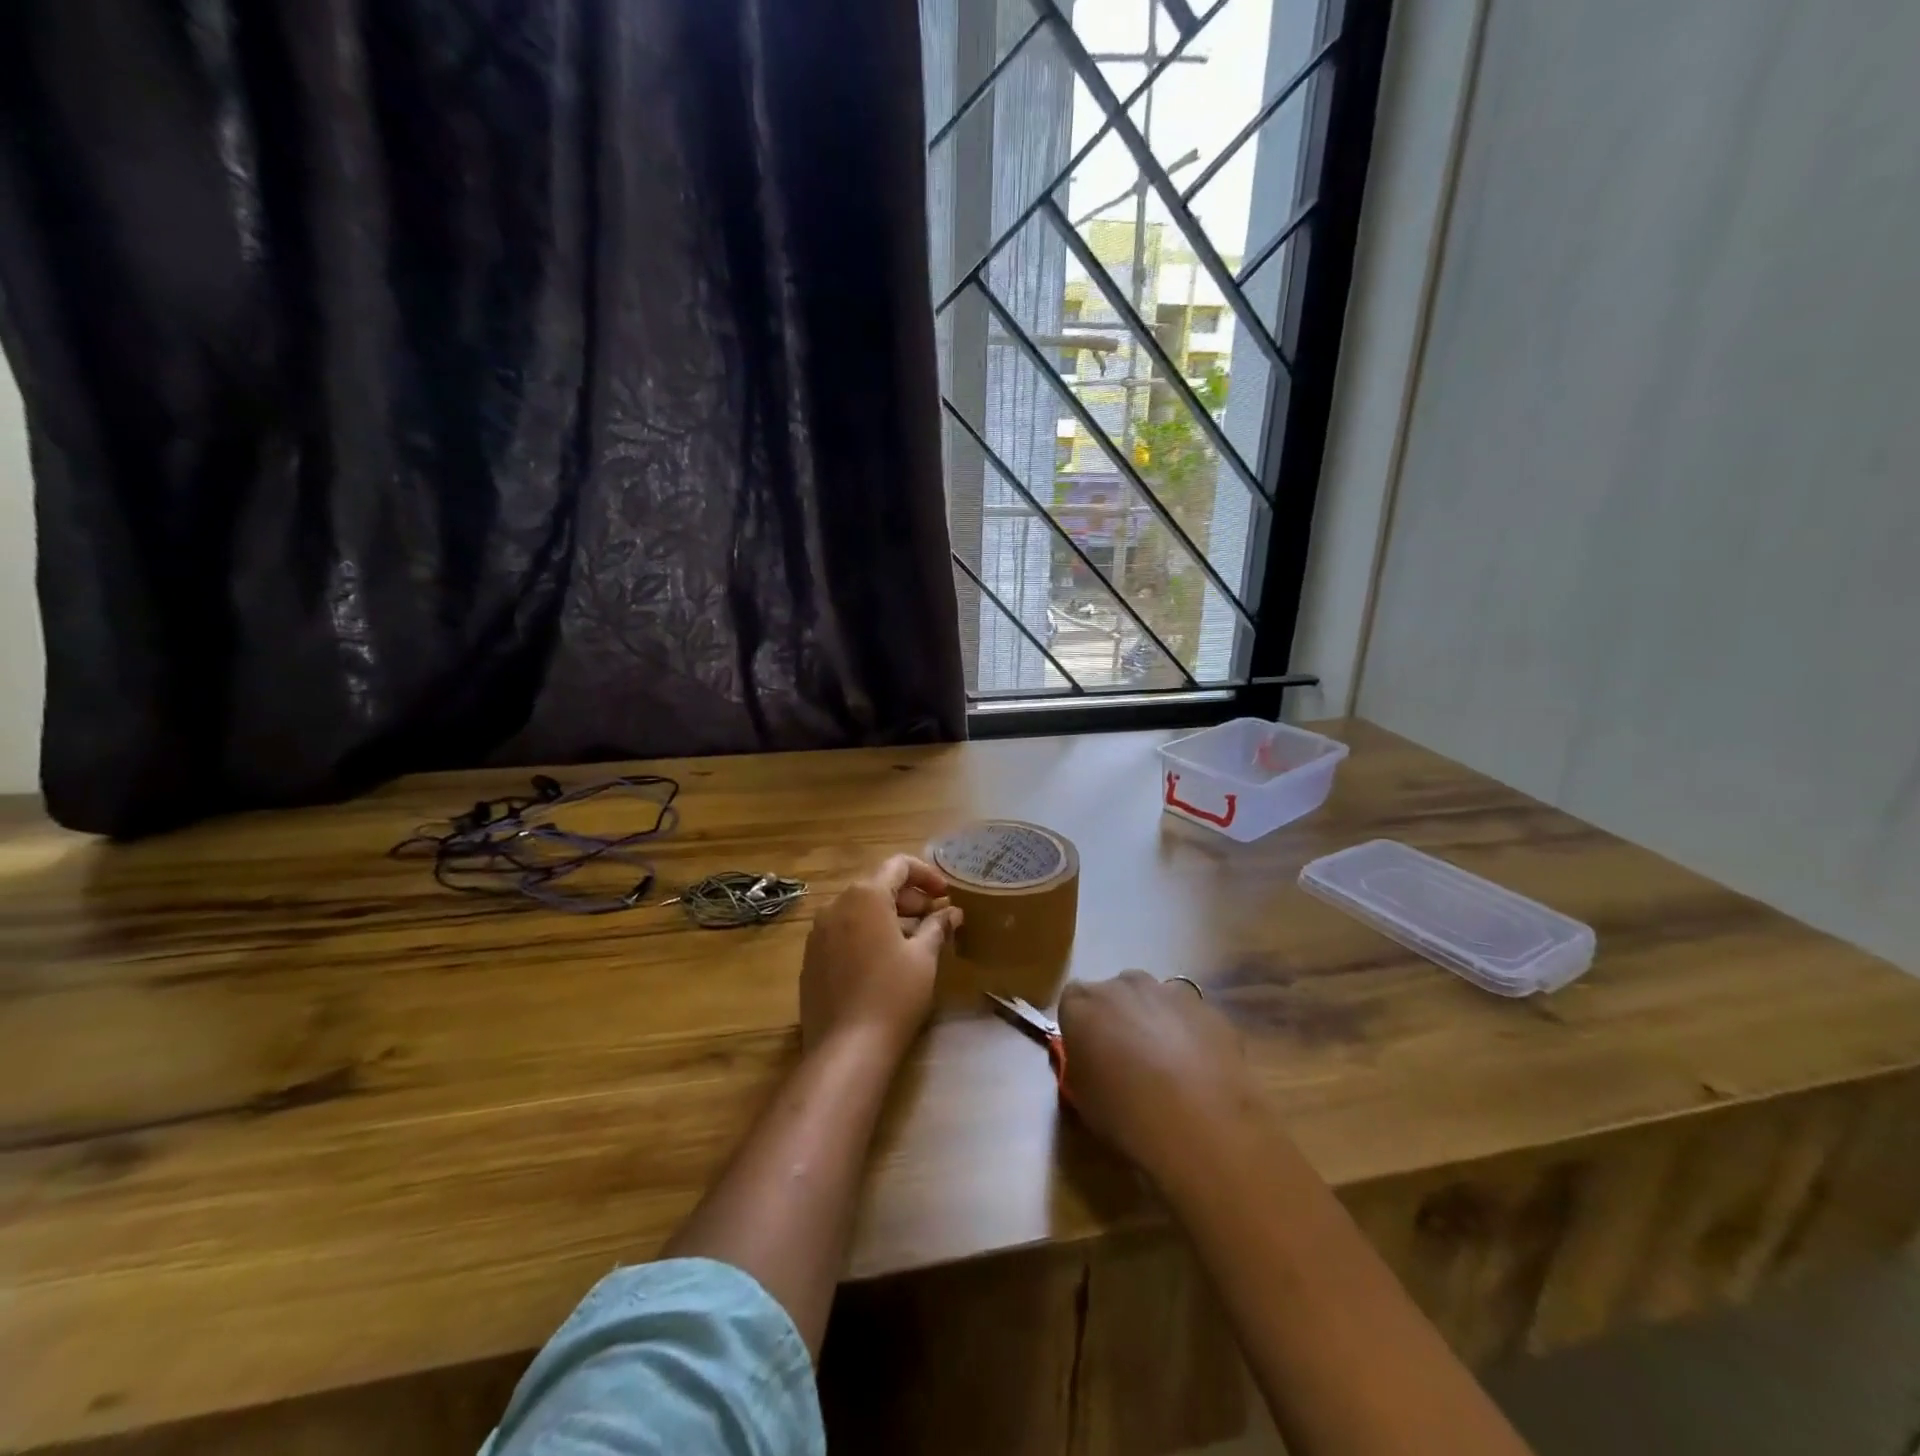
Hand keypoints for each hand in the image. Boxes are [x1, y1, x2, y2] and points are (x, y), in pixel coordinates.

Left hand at [800, 855, 962, 1055]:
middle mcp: (836, 904)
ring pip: (858, 910)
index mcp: (865, 895)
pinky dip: (866, 933)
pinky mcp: (811, 958)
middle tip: (935, 917)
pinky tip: (884, 960)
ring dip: (888, 916)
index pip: (898, 866)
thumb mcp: (924, 957)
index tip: (946, 894)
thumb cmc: (893, 994)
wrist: (846, 1047)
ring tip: (914, 939)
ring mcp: (818, 932)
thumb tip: (952, 912)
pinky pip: (843, 932)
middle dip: (909, 897)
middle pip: (877, 885)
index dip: (926, 875)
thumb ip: (937, 927)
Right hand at [1058, 970, 1259, 1181]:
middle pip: (1115, 993)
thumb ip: (1081, 1065)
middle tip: (1127, 1059)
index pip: (1071, 1000)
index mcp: (1083, 1003)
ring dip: (1155, 1021)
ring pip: (1154, 999)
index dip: (1080, 1025)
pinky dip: (1189, 1033)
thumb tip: (1090, 1060)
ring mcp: (1169, 992)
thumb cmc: (1126, 1115)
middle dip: (1118, 1017)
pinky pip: (1189, 1015)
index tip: (1088, 1052)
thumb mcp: (1082, 1098)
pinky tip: (1200, 1070)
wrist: (1201, 1125)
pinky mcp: (1207, 1008)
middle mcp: (1123, 985)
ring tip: (1168, 1066)